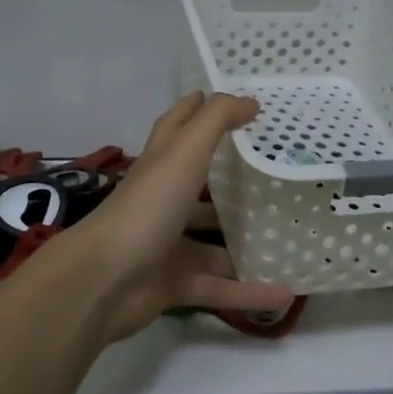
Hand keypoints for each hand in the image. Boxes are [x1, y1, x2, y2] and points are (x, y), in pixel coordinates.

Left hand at [68, 92, 294, 341]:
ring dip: (244, 240)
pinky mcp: (173, 282)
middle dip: (231, 180)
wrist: (104, 279)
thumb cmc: (148, 205)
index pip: (178, 125)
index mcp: (161, 162)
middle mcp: (163, 198)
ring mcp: (167, 242)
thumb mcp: (185, 152)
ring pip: (213, 239)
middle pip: (199, 184)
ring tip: (288, 237)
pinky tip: (285, 292)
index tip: (236, 104)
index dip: (198, 108)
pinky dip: (249, 292)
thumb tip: (250, 101)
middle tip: (275, 173)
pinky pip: (219, 286)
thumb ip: (217, 120)